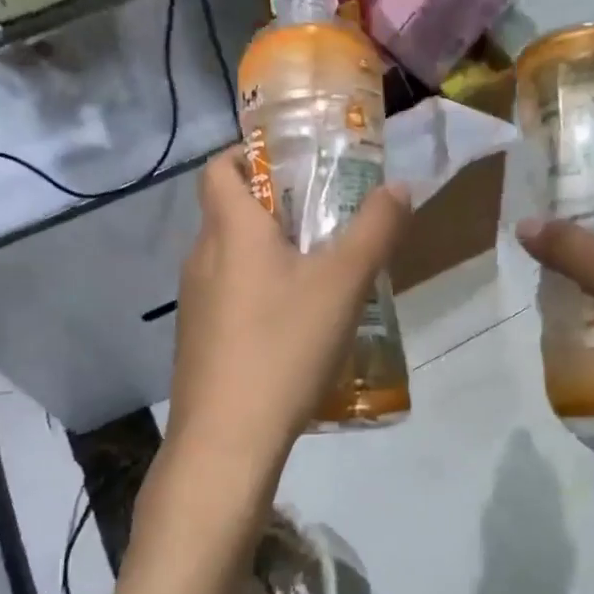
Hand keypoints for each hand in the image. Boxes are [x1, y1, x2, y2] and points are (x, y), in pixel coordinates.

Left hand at [163, 149, 410, 503]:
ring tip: (319, 273)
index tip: (291, 163)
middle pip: (229, 211)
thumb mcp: (343, 284)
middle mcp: (201, 257)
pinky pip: (229, 296)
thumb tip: (399, 188)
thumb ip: (375, 230)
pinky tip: (294, 326)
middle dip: (274, 207)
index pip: (219, 167)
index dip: (248, 153)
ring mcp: (194, 302)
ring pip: (231, 257)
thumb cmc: (283, 345)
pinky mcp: (198, 340)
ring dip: (269, 253)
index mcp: (229, 230)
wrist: (226, 440)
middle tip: (325, 219)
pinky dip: (258, 292)